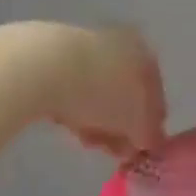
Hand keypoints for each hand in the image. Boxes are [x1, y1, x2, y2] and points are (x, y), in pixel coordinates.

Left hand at [41, 25, 166, 159]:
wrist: (40, 66)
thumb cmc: (101, 94)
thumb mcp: (136, 123)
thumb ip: (149, 135)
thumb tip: (148, 141)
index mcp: (144, 55)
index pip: (155, 97)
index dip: (149, 127)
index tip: (138, 150)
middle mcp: (119, 44)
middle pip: (124, 94)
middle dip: (119, 125)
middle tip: (112, 151)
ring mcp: (84, 45)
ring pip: (97, 92)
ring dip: (96, 120)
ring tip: (86, 141)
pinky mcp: (51, 54)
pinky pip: (70, 88)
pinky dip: (72, 107)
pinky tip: (66, 124)